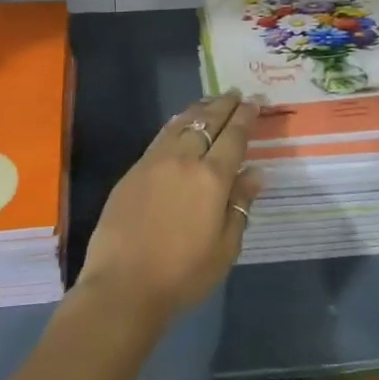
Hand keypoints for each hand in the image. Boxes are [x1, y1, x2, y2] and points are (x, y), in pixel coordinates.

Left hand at [78, 91, 263, 324]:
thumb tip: (255, 174)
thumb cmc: (183, 274)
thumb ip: (240, 205)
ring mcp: (155, 161)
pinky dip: (176, 124)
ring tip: (211, 102)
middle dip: (224, 105)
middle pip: (207, 121)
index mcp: (212, 177)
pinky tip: (180, 124)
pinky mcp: (133, 170)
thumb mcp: (225, 247)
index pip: (234, 136)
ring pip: (181, 123)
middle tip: (236, 93)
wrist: (123, 285)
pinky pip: (161, 136)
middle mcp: (184, 159)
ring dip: (199, 109)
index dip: (246, 116)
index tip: (255, 101)